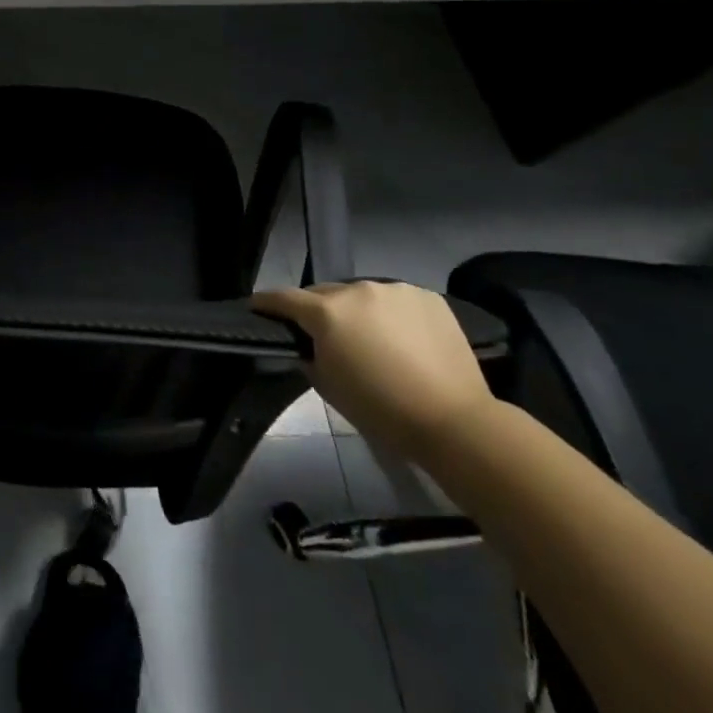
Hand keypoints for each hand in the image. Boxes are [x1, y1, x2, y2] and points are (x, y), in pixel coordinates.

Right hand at [252, 281, 494, 461]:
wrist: (455, 422)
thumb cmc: (382, 411)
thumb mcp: (328, 387)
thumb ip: (309, 356)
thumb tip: (307, 344)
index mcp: (326, 312)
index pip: (283, 298)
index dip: (267, 303)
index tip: (257, 307)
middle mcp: (356, 290)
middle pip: (324, 293)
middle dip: (317, 309)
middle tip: (324, 334)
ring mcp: (394, 290)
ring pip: (362, 295)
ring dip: (357, 311)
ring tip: (370, 337)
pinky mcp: (427, 297)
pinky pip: (396, 300)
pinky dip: (391, 314)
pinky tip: (403, 339)